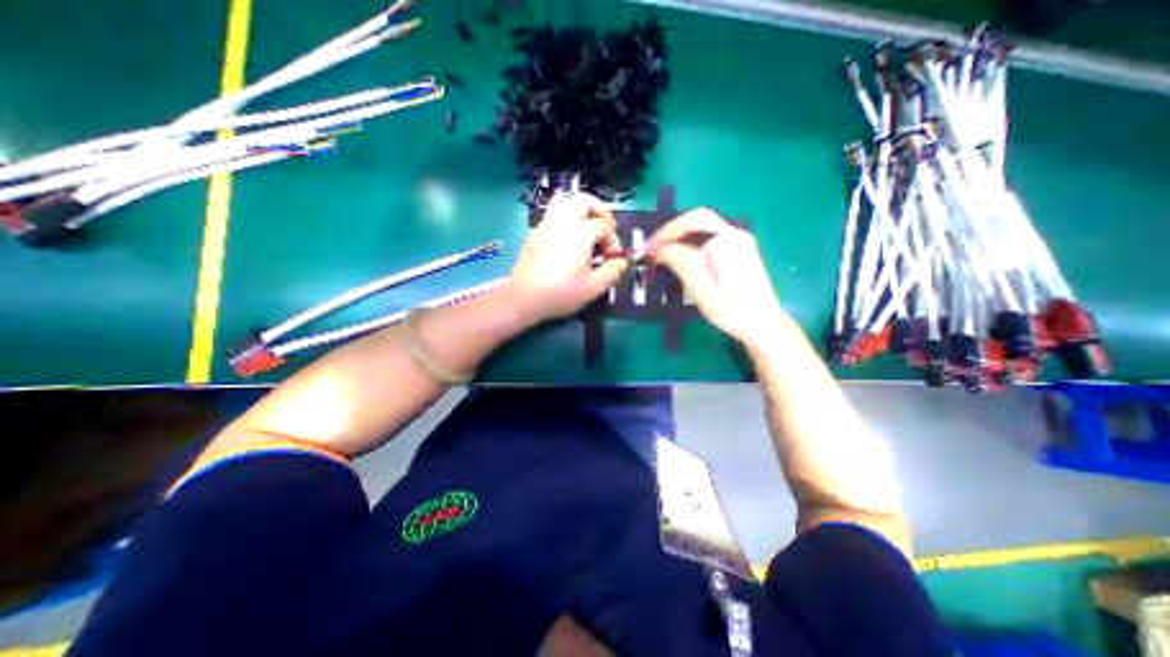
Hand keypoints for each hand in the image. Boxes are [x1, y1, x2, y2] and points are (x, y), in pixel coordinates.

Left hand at [507, 192, 625, 324]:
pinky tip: (571, 239)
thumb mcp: (594, 287)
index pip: (603, 226)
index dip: (613, 240)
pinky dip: (568, 219)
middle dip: (600, 211)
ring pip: (566, 203)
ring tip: (589, 230)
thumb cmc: (561, 293)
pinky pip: (555, 214)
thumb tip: (621, 262)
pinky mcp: (535, 233)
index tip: (612, 259)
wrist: (523, 298)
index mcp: (579, 233)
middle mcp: (562, 222)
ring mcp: (546, 225)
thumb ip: (613, 271)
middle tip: (606, 228)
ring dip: (582, 212)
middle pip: (584, 200)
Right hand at [649, 209, 784, 347]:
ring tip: (661, 252)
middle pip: (697, 219)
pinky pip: (709, 238)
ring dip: (679, 236)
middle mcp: (734, 234)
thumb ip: (681, 262)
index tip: (647, 250)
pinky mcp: (738, 250)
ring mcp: (738, 241)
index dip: (665, 234)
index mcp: (727, 241)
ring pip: (703, 227)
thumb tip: (659, 248)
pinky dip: (690, 242)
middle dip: (671, 231)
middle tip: (652, 248)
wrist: (763, 325)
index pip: (690, 223)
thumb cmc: (731, 311)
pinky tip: (679, 256)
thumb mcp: (701, 289)